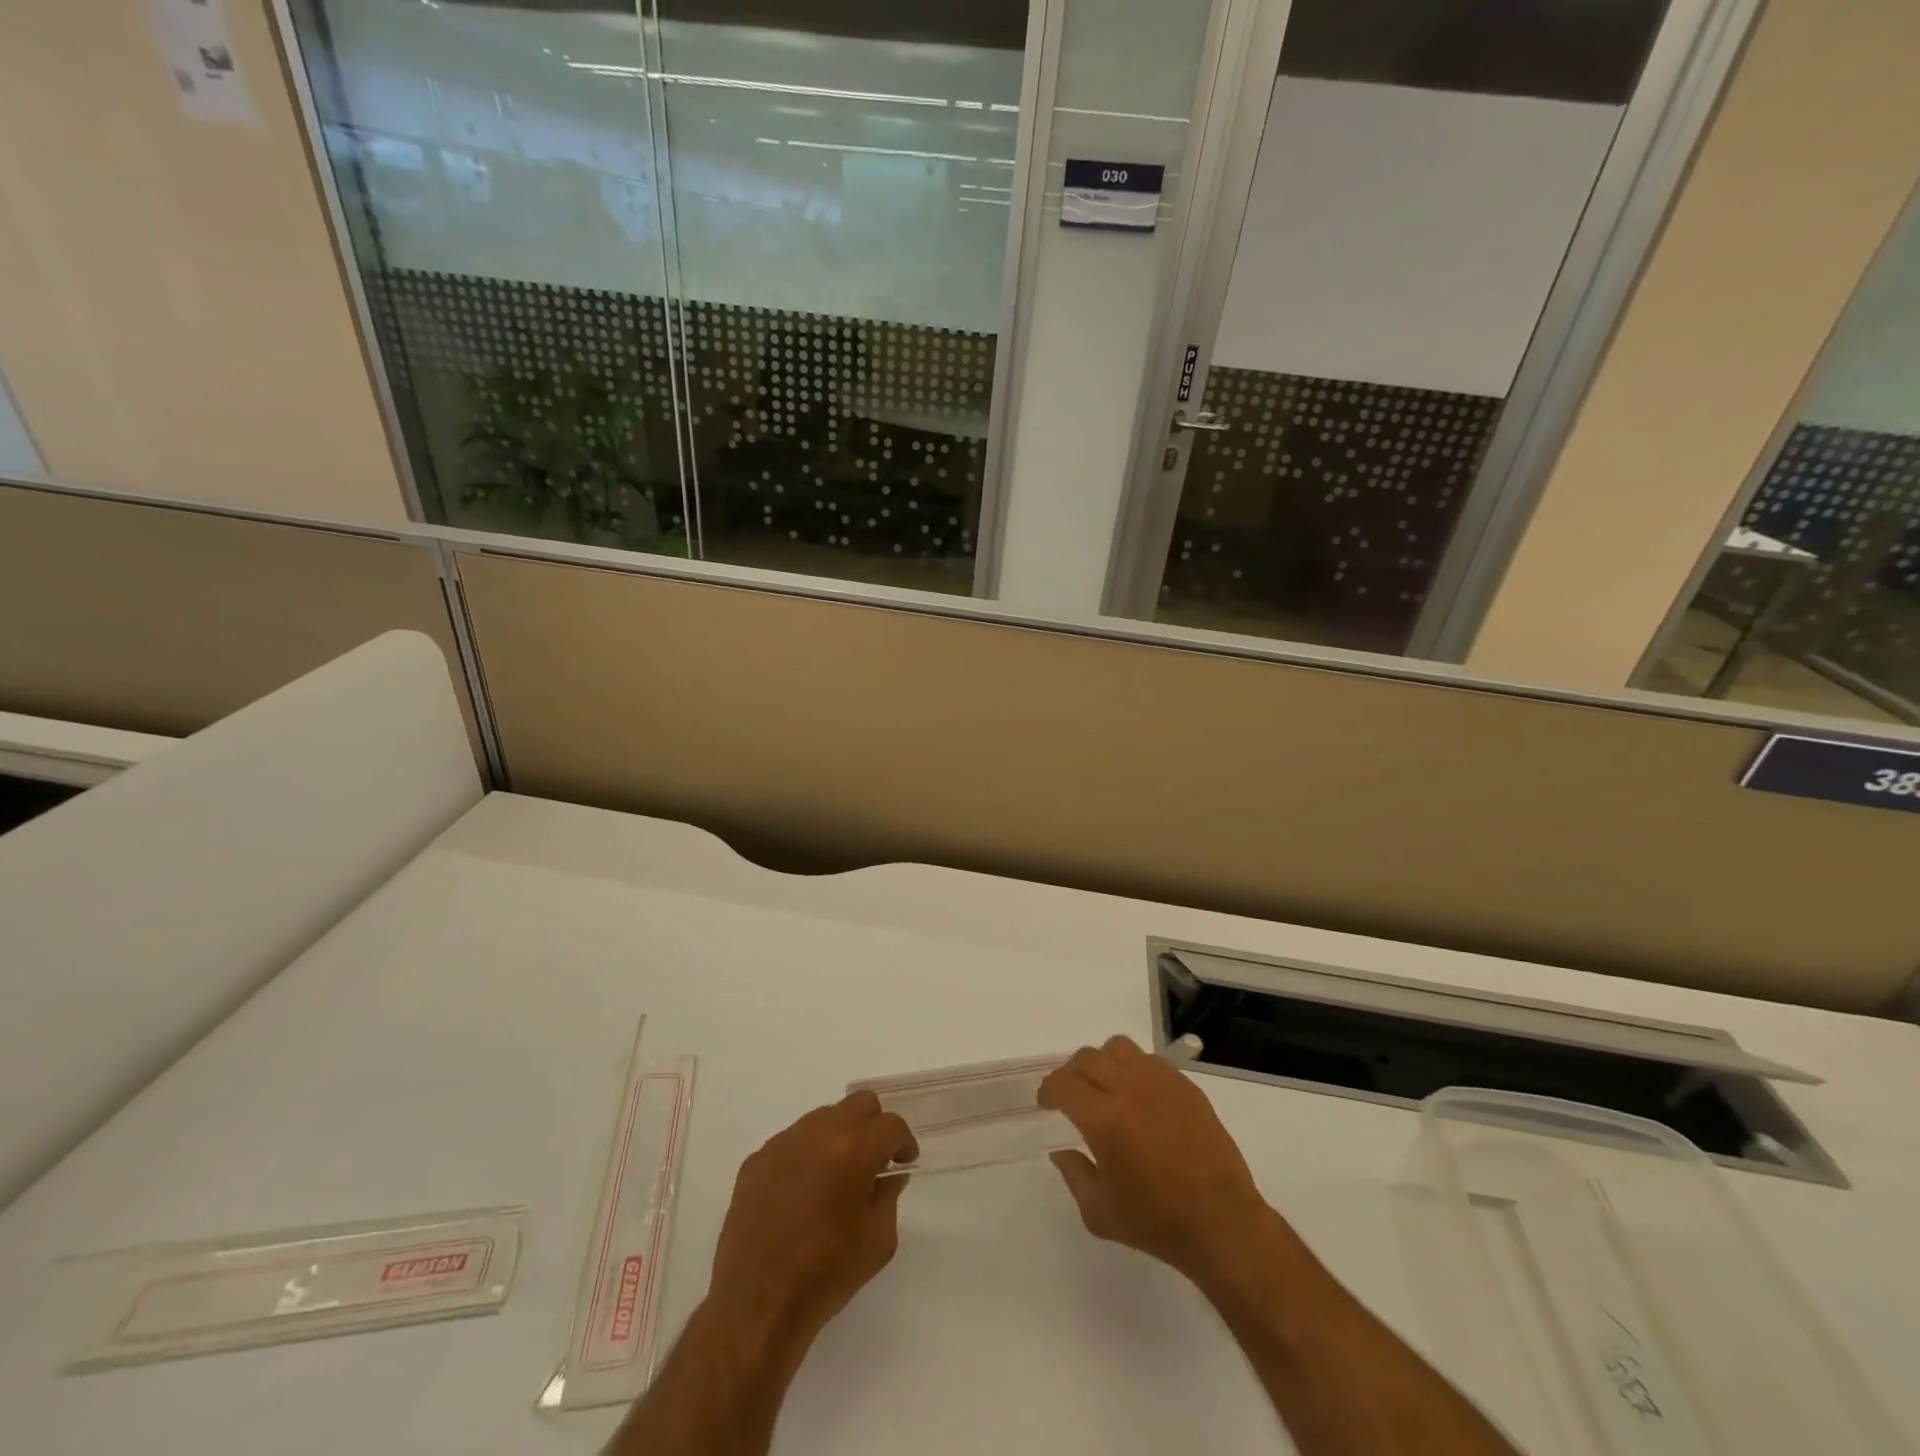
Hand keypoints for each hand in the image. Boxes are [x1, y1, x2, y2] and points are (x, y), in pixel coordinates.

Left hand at [705, 1091, 917, 1357]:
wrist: (757, 1307)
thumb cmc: (825, 1276)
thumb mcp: (878, 1241)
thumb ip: (888, 1196)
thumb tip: (886, 1174)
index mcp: (852, 1149)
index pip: (890, 1125)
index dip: (903, 1143)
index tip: (903, 1164)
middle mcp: (817, 1133)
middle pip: (858, 1104)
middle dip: (874, 1127)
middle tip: (874, 1161)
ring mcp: (782, 1143)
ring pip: (823, 1118)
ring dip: (838, 1138)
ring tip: (835, 1179)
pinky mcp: (756, 1160)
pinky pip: (792, 1142)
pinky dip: (806, 1156)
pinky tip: (802, 1194)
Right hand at [1039, 1035, 1273, 1289]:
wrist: (1222, 1222)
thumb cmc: (1157, 1223)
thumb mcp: (1100, 1213)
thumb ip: (1074, 1175)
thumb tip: (1061, 1151)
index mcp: (1103, 1118)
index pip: (1062, 1084)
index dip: (1048, 1090)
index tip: (1047, 1103)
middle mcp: (1128, 1088)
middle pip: (1087, 1058)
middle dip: (1072, 1074)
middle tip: (1073, 1096)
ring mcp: (1159, 1081)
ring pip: (1118, 1048)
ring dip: (1103, 1062)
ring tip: (1106, 1087)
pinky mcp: (1184, 1085)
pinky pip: (1149, 1059)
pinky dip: (1134, 1068)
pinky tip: (1139, 1096)